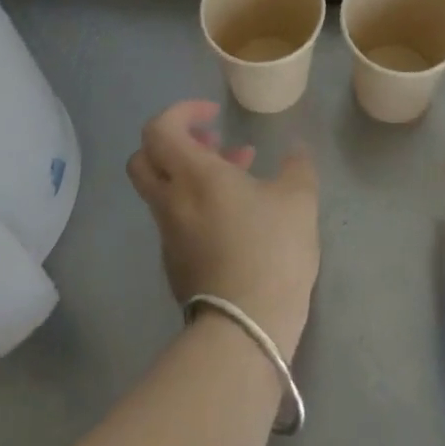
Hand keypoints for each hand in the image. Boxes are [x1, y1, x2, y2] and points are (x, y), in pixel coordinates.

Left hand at [127, 101, 319, 357]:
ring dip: (193, 174)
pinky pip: (176, 219)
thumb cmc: (271, 251)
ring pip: (163, 190)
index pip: (159, 129)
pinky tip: (238, 217)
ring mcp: (169, 237)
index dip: (182, 112)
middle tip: (213, 143)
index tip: (215, 116)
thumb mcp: (298, 199)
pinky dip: (197, 205)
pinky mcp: (175, 266)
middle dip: (175, 142)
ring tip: (242, 176)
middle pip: (145, 158)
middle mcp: (171, 202)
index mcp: (194, 176)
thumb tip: (295, 151)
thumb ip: (296, 166)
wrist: (246, 333)